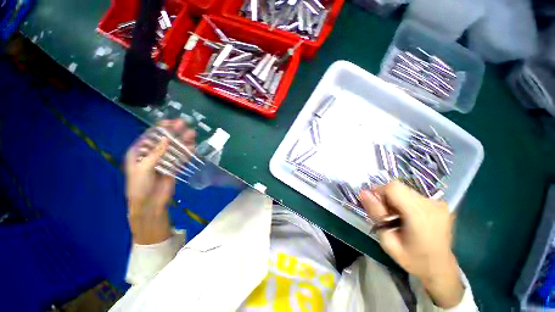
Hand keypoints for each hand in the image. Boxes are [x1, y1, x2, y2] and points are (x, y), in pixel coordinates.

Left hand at [125, 119, 194, 244]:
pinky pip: (181, 158)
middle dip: (174, 132)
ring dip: (183, 141)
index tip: (171, 122)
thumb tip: (166, 139)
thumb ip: (156, 153)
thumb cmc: (139, 186)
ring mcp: (164, 161)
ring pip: (175, 148)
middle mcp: (153, 154)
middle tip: (185, 124)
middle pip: (165, 140)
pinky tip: (193, 146)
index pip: (151, 136)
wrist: (149, 204)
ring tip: (192, 133)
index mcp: (140, 152)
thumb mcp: (143, 168)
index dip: (161, 128)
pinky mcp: (174, 167)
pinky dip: (187, 152)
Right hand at [361, 181, 463, 307]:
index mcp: (420, 215)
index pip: (393, 188)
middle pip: (398, 187)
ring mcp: (439, 203)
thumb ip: (375, 214)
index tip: (377, 207)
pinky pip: (413, 194)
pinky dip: (404, 201)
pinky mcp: (440, 203)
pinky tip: (408, 216)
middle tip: (386, 215)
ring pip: (405, 189)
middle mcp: (432, 204)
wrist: (441, 268)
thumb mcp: (388, 241)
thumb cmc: (413, 259)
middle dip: (386, 197)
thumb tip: (363, 193)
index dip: (379, 193)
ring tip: (398, 217)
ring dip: (395, 199)